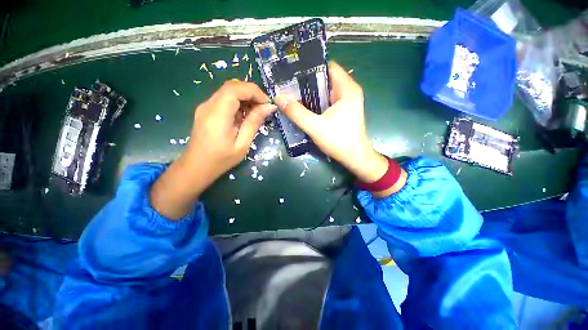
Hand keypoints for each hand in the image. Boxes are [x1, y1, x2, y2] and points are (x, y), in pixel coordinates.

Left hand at [185, 80, 275, 178]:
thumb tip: (269, 107)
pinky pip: (224, 99)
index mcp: (217, 114)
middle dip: (251, 93)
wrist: (196, 167)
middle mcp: (209, 105)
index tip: (267, 103)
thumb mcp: (242, 144)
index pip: (235, 88)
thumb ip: (254, 123)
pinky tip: (244, 116)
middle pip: (232, 86)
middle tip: (264, 107)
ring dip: (245, 98)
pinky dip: (238, 103)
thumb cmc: (221, 159)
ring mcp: (206, 106)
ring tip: (256, 113)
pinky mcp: (206, 110)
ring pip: (228, 91)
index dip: (254, 91)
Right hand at [275, 62, 388, 183]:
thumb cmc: (339, 141)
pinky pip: (327, 100)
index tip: (293, 72)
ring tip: (293, 94)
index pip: (328, 67)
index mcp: (347, 89)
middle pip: (325, 79)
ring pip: (326, 91)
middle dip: (307, 82)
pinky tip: (305, 107)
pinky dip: (316, 102)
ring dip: (311, 93)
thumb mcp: (315, 127)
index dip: (310, 67)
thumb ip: (297, 113)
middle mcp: (349, 91)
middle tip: (289, 85)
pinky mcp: (343, 111)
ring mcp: (347, 101)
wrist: (355, 158)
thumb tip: (279, 98)